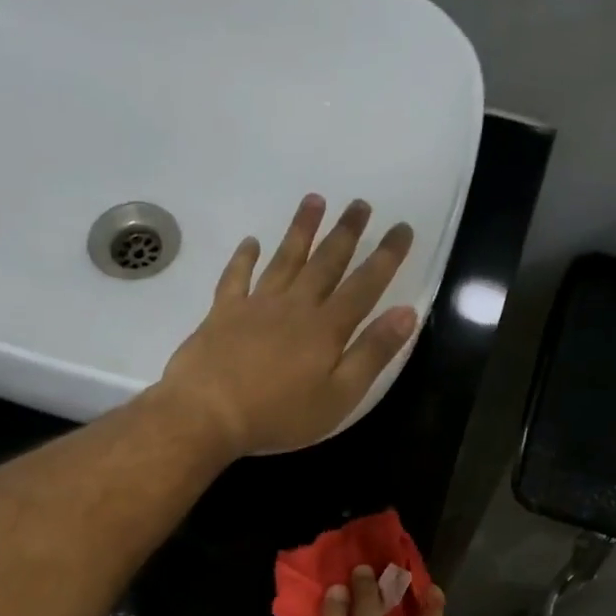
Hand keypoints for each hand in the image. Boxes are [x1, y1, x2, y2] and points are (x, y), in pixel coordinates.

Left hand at [155, 195, 416, 456]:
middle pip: (325, 262)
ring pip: (284, 259)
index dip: (386, 257)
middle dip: (346, 233)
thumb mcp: (339, 396)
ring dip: (301, 229)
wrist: (209, 412)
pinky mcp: (223, 313)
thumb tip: (406, 312)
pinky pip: (236, 277)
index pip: (365, 285)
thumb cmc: (280, 414)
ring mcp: (256, 305)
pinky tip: (250, 242)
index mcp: (326, 328)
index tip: (402, 228)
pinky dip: (244, 257)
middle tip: (360, 204)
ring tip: (314, 200)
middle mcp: (294, 306)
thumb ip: (372, 354)